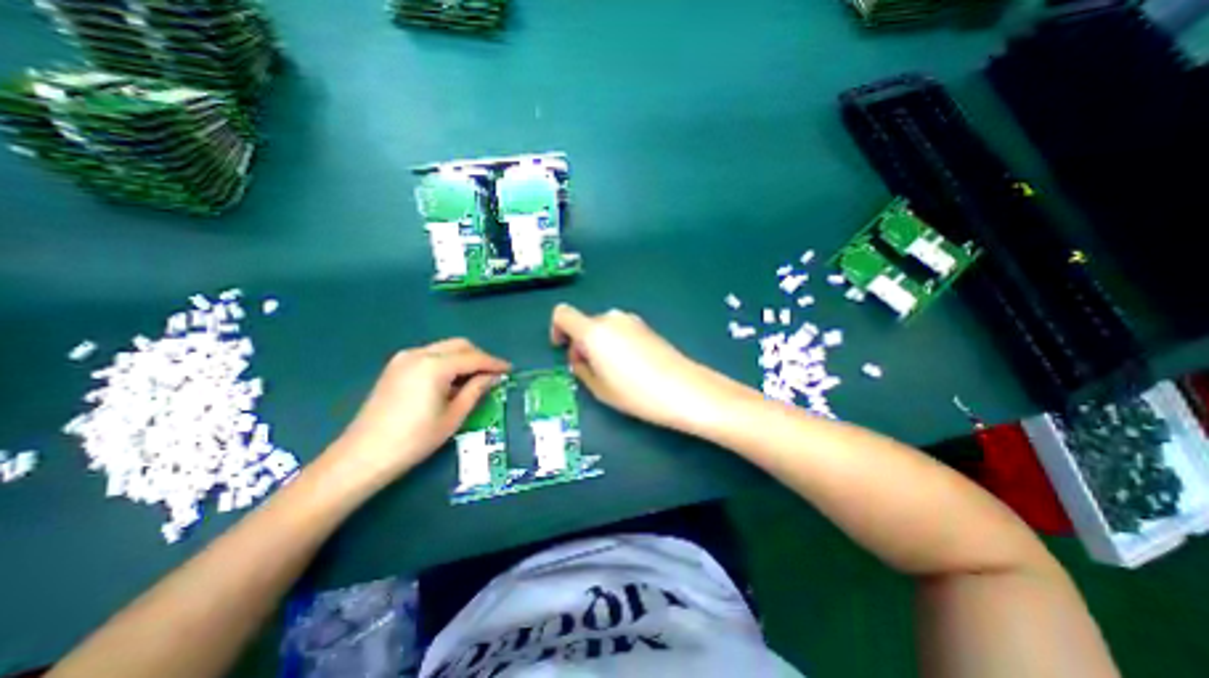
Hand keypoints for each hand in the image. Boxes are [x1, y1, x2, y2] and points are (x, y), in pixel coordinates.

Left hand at [329, 341, 509, 483]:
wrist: (363, 456)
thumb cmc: (415, 440)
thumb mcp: (453, 416)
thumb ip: (476, 390)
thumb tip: (493, 377)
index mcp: (435, 365)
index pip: (474, 358)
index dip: (495, 363)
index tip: (510, 370)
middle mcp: (419, 353)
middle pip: (460, 345)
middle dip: (480, 357)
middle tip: (493, 375)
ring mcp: (404, 358)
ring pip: (445, 347)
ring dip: (464, 358)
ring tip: (475, 379)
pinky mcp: (396, 366)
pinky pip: (431, 354)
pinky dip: (447, 361)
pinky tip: (451, 380)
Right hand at [552, 304, 746, 431]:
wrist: (684, 389)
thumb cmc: (636, 393)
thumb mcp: (599, 389)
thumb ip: (582, 369)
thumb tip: (580, 358)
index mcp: (594, 331)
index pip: (563, 314)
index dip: (556, 329)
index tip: (562, 348)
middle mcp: (611, 318)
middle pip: (585, 323)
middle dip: (581, 343)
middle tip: (590, 370)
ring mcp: (632, 321)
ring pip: (603, 328)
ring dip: (599, 344)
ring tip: (612, 371)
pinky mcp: (647, 327)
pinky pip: (621, 330)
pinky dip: (616, 343)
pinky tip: (630, 367)